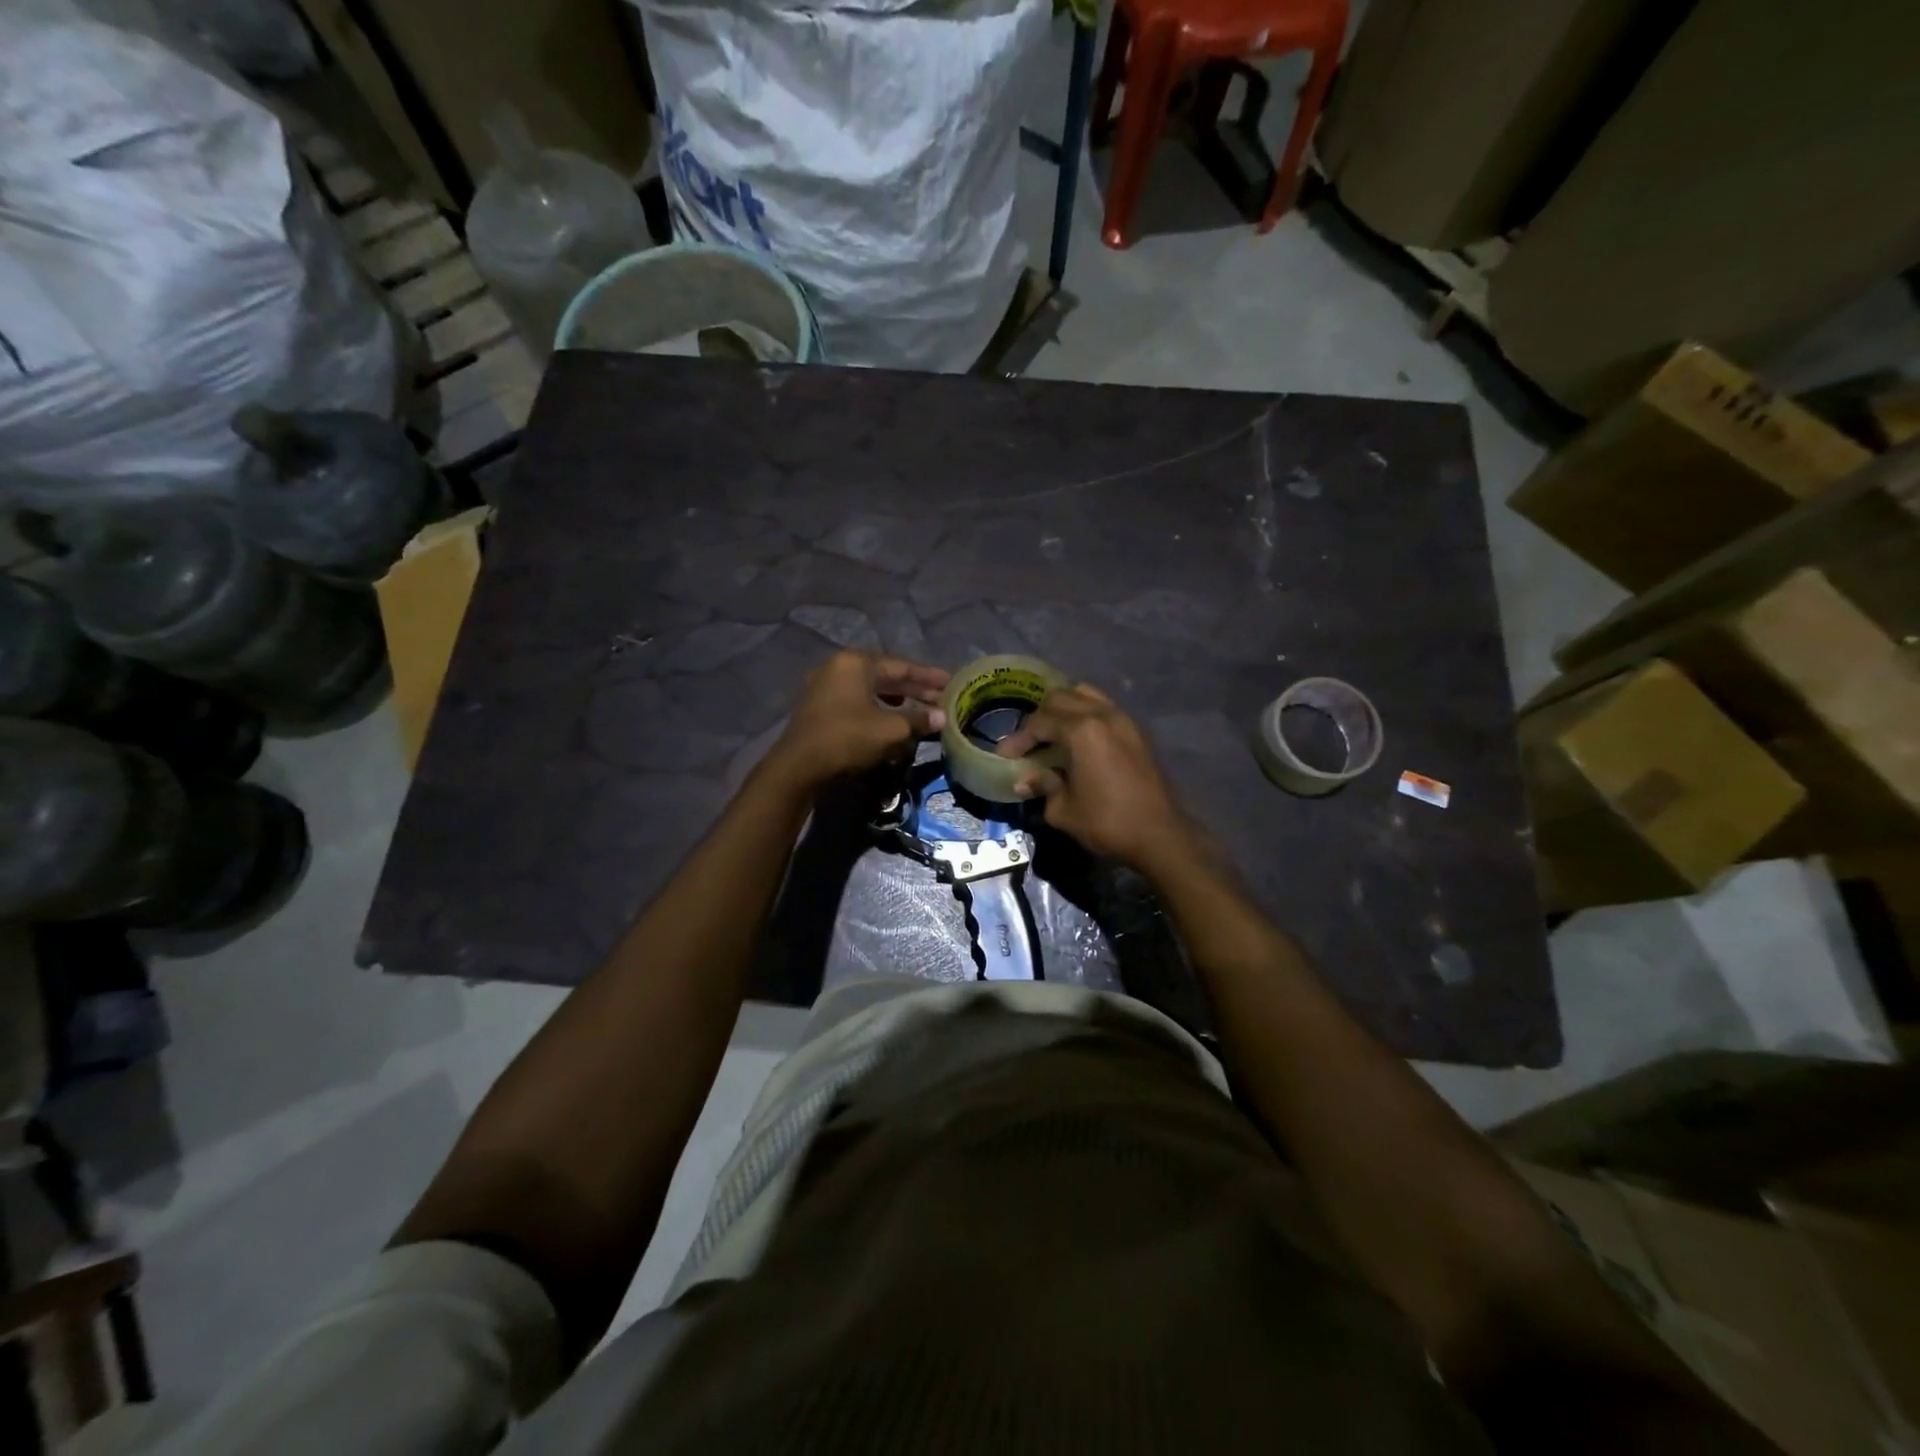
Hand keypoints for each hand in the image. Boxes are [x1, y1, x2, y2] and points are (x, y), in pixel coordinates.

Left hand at [770, 651, 948, 788]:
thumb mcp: (891, 730)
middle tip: (941, 700)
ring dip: (897, 699)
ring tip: (920, 709)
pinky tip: (890, 719)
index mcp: (856, 662)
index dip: (929, 677)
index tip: (952, 684)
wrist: (798, 767)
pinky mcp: (818, 706)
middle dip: (914, 689)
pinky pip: (856, 700)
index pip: (902, 666)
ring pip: (870, 688)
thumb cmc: (848, 739)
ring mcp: (825, 685)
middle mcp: (839, 666)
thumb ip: (919, 719)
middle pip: (885, 675)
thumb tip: (942, 717)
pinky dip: (877, 707)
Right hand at [994, 685, 1196, 873]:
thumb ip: (1043, 787)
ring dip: (1064, 709)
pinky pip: (1104, 708)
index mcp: (1082, 730)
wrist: (1160, 835)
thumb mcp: (1064, 810)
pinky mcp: (1136, 731)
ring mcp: (1123, 720)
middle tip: (1028, 743)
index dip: (1019, 738)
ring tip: (1053, 734)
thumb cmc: (1107, 822)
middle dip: (1039, 717)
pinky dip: (1086, 715)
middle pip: (1061, 698)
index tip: (1005, 756)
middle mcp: (1103, 715)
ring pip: (1085, 695)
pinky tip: (1078, 740)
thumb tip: (1025, 780)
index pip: (1039, 722)